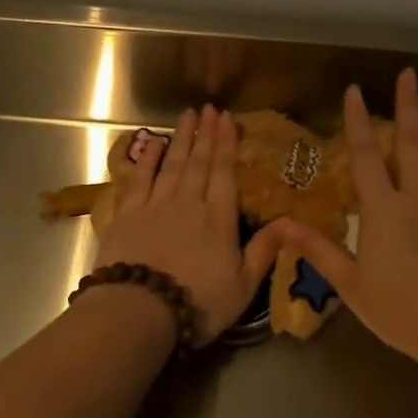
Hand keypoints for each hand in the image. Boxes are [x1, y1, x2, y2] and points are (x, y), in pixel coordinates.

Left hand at [95, 105, 282, 346]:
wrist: (139, 309)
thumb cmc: (198, 302)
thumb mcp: (243, 286)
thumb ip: (265, 250)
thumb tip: (290, 221)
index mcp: (219, 219)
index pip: (224, 173)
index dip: (227, 144)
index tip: (227, 118)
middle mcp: (189, 203)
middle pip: (199, 162)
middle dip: (206, 134)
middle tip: (209, 108)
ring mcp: (155, 205)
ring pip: (172, 164)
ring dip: (181, 138)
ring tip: (187, 116)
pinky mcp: (127, 214)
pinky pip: (140, 178)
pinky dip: (147, 159)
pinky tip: (152, 143)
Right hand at [268, 71, 417, 376]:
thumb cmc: (402, 310)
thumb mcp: (352, 285)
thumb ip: (318, 249)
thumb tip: (281, 224)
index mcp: (386, 210)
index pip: (368, 155)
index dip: (359, 121)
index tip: (354, 90)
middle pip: (413, 142)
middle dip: (409, 105)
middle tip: (409, 74)